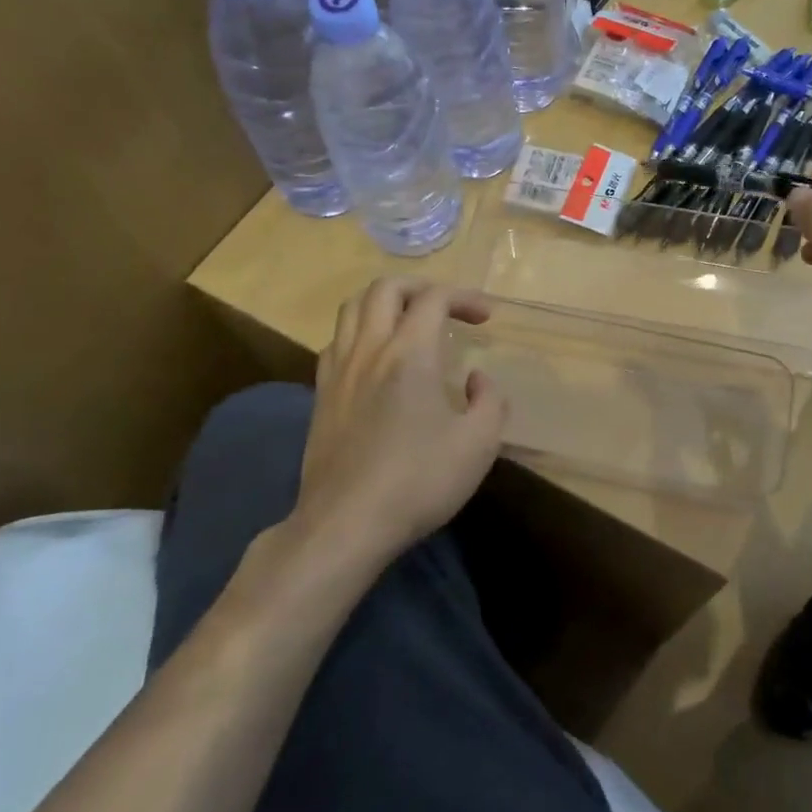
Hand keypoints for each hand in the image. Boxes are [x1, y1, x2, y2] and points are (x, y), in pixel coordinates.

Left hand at [289, 278, 506, 565]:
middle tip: (445, 307)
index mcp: (410, 354)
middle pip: (385, 288)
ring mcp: (338, 371)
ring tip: (408, 322)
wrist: (347, 524)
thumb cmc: (419, 481)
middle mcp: (369, 350)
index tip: (486, 318)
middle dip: (420, 287)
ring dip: (384, 303)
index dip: (464, 297)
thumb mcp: (479, 444)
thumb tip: (476, 380)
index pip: (434, 298)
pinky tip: (375, 359)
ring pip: (351, 308)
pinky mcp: (321, 396)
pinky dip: (360, 332)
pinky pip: (336, 341)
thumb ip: (490, 401)